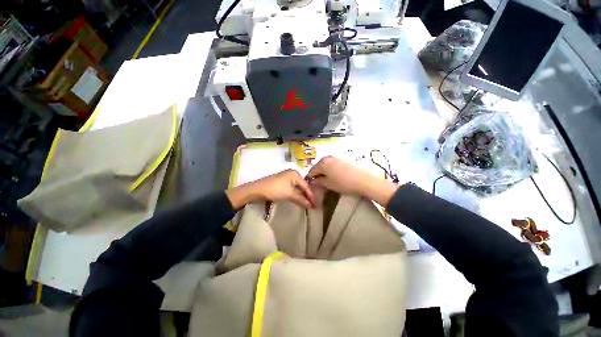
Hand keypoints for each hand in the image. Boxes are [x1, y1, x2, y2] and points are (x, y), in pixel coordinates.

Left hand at [226, 169, 315, 208]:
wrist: (257, 190)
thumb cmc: (275, 189)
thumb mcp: (289, 194)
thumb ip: (301, 199)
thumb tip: (312, 205)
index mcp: (295, 173)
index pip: (306, 186)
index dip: (311, 196)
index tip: (316, 205)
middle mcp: (292, 174)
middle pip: (302, 186)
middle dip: (307, 196)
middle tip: (312, 205)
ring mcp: (286, 178)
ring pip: (297, 188)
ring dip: (301, 196)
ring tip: (307, 204)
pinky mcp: (282, 183)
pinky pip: (292, 189)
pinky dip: (295, 195)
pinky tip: (298, 200)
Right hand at [307, 156, 398, 205]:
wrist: (365, 179)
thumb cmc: (344, 183)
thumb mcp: (329, 184)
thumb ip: (319, 182)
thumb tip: (313, 181)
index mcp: (322, 163)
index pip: (311, 170)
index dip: (310, 178)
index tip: (312, 184)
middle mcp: (328, 157)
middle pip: (319, 166)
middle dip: (318, 173)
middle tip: (321, 182)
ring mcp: (336, 156)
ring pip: (326, 164)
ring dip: (325, 170)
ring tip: (329, 179)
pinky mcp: (344, 157)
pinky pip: (333, 162)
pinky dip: (332, 168)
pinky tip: (337, 174)